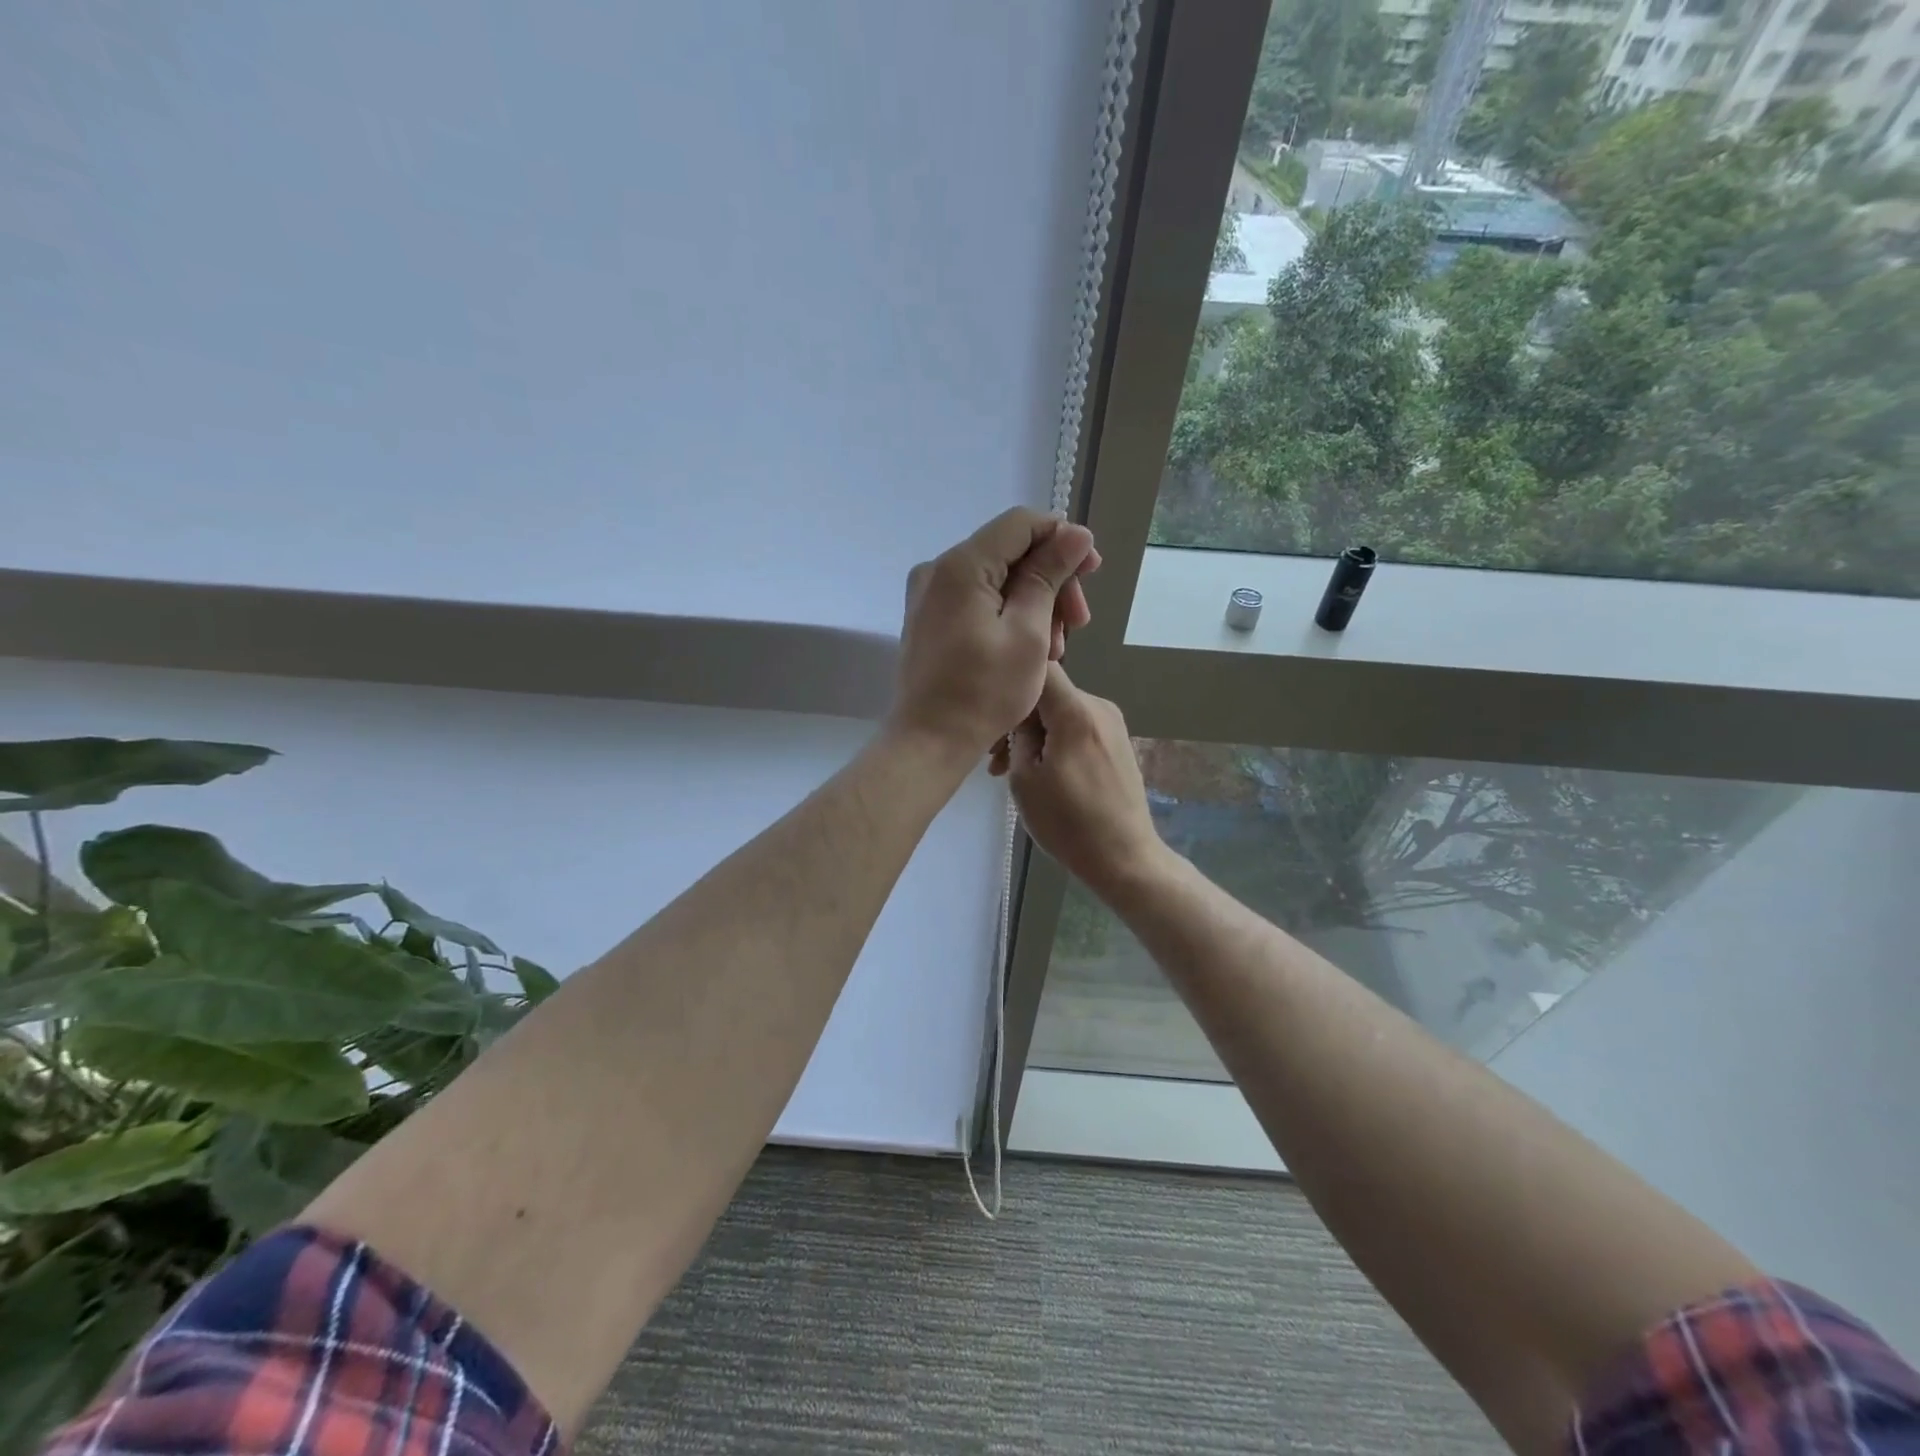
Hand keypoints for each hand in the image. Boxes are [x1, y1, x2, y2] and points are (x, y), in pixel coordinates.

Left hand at [888, 509, 1100, 760]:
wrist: (929, 741)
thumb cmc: (983, 693)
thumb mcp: (1029, 633)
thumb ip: (1049, 576)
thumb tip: (1076, 534)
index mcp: (961, 565)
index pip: (1021, 523)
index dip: (1062, 538)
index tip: (1092, 571)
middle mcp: (938, 569)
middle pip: (1009, 551)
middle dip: (1051, 580)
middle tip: (1077, 624)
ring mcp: (929, 594)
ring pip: (996, 578)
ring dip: (1034, 603)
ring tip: (1056, 648)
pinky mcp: (929, 617)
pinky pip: (977, 599)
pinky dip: (1008, 614)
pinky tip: (1029, 647)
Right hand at [996, 664, 1167, 896]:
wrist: (1124, 857)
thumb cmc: (1067, 822)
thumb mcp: (1025, 778)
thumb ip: (1018, 734)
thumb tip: (1018, 714)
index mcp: (1076, 711)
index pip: (1039, 667)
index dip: (1011, 680)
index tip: (991, 709)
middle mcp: (1099, 706)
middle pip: (1048, 693)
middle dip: (1018, 718)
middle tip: (993, 757)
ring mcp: (1112, 723)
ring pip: (1061, 712)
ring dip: (1034, 734)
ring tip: (1010, 771)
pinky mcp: (1117, 741)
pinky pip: (1077, 727)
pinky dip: (1055, 741)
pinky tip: (1040, 772)